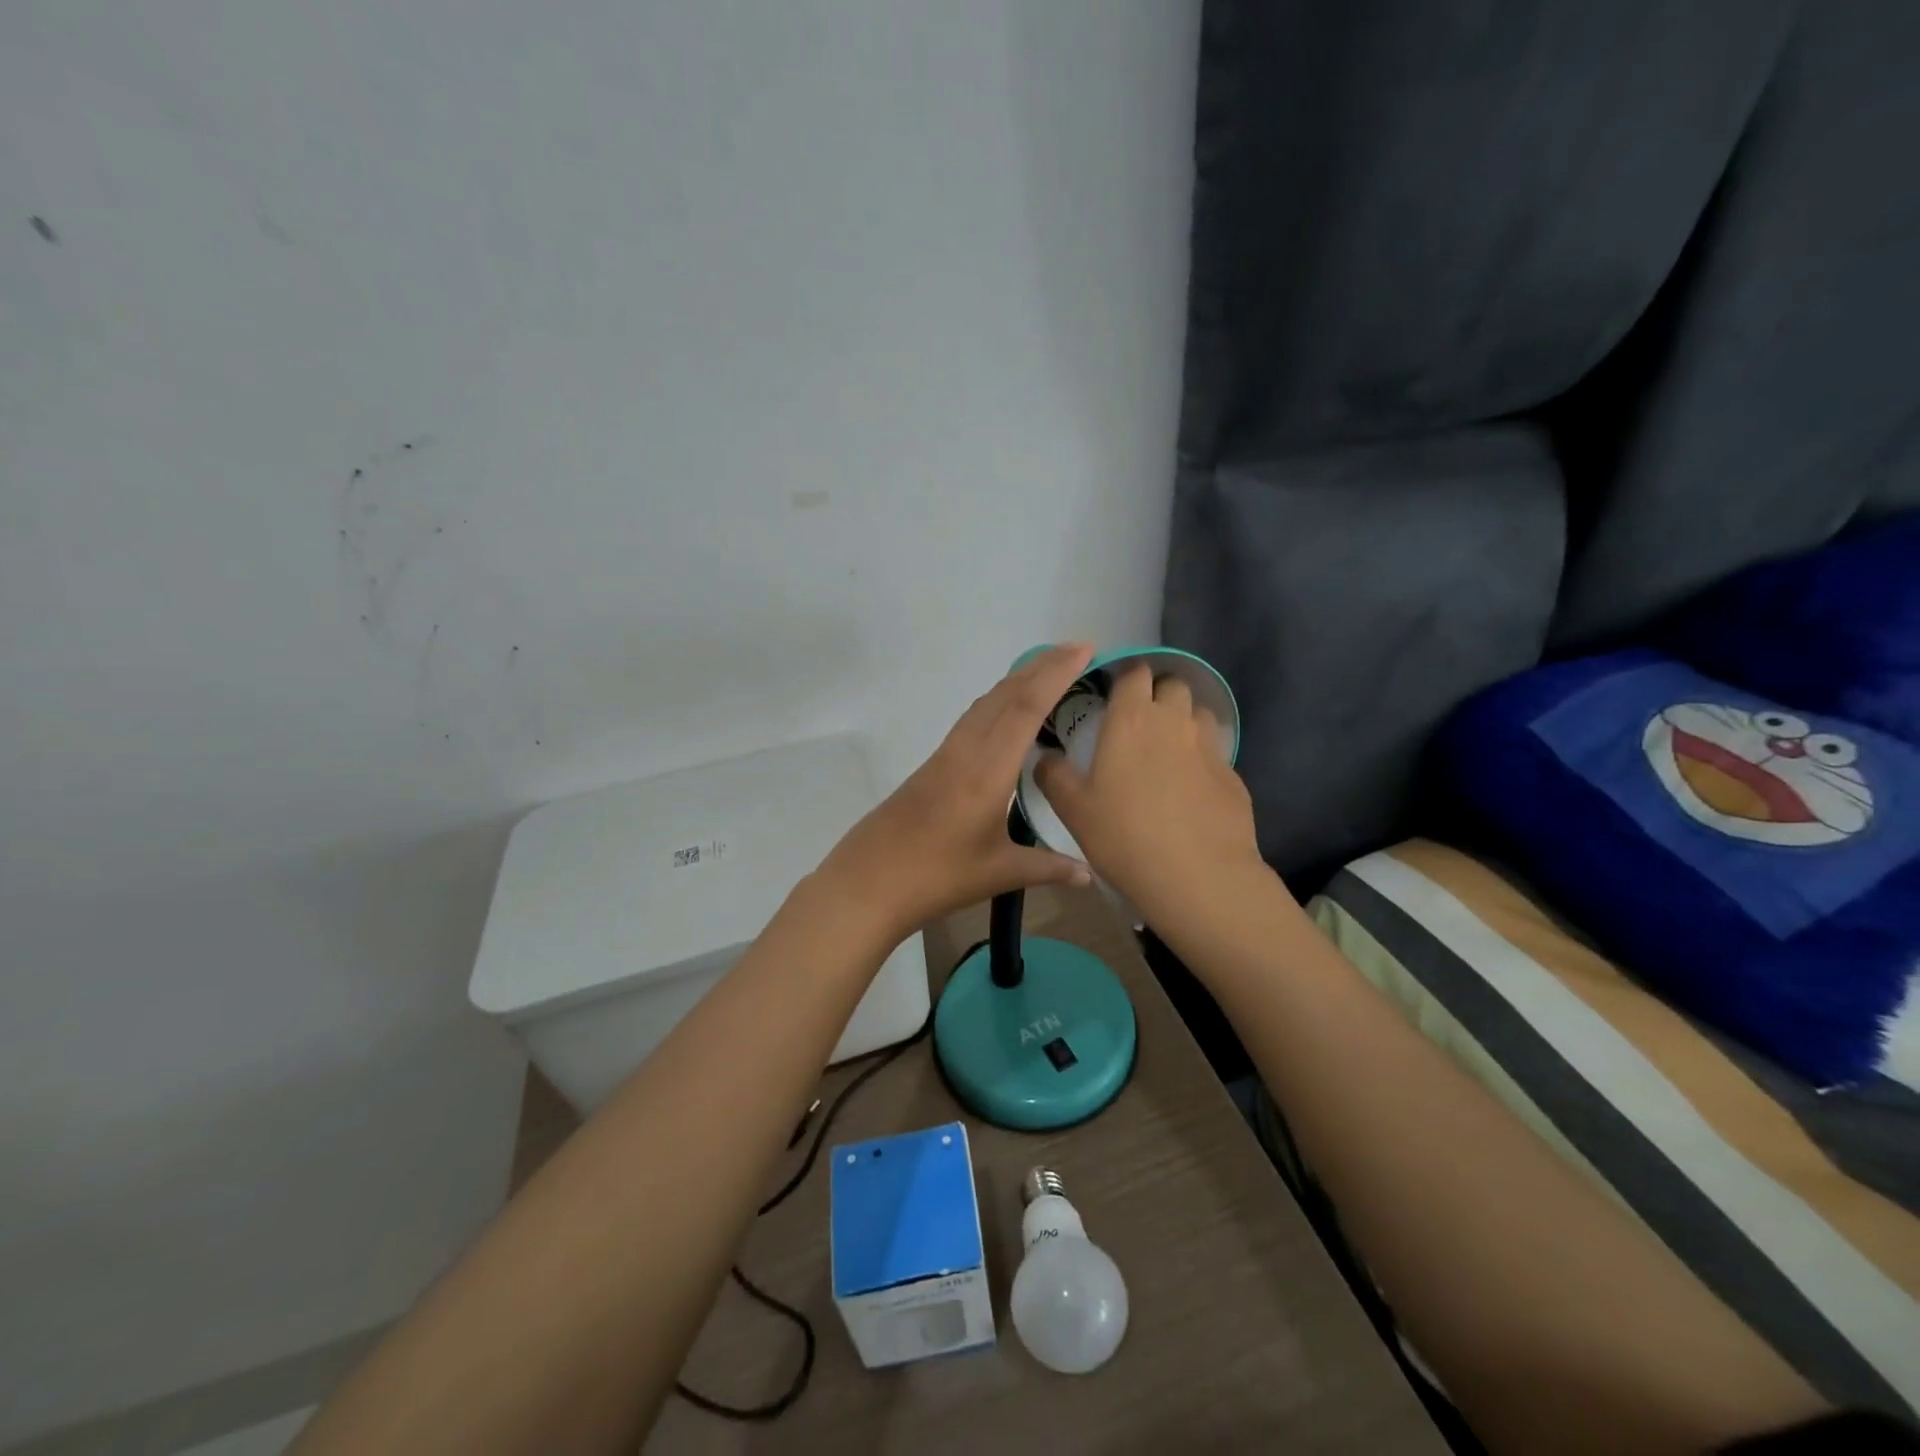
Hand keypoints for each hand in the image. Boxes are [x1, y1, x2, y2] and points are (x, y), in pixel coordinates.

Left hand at [822, 644, 1096, 939]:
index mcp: (988, 770)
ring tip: (1050, 670)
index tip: (1084, 650)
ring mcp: (946, 754)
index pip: (1026, 708)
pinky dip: (998, 701)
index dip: (1056, 675)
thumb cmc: (936, 876)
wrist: (868, 880)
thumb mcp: (999, 873)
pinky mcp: (934, 764)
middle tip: (1078, 649)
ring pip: (986, 703)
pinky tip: (1008, 712)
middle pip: (1006, 694)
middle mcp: (966, 750)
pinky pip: (972, 719)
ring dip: (1018, 680)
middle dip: (1042, 666)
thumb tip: (1089, 875)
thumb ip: (1047, 867)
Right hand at [1034, 663, 1261, 929]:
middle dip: (1157, 693)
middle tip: (1138, 722)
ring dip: (1182, 721)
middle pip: (1173, 684)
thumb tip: (1045, 757)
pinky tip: (1190, 789)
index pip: (1135, 672)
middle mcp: (1174, 721)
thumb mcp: (1072, 809)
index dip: (1124, 677)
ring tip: (1166, 751)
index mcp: (1132, 719)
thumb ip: (1053, 775)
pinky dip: (1201, 758)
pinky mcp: (1233, 775)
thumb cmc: (1124, 836)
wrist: (1198, 877)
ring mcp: (1209, 746)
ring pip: (1198, 714)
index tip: (1111, 694)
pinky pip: (1214, 752)